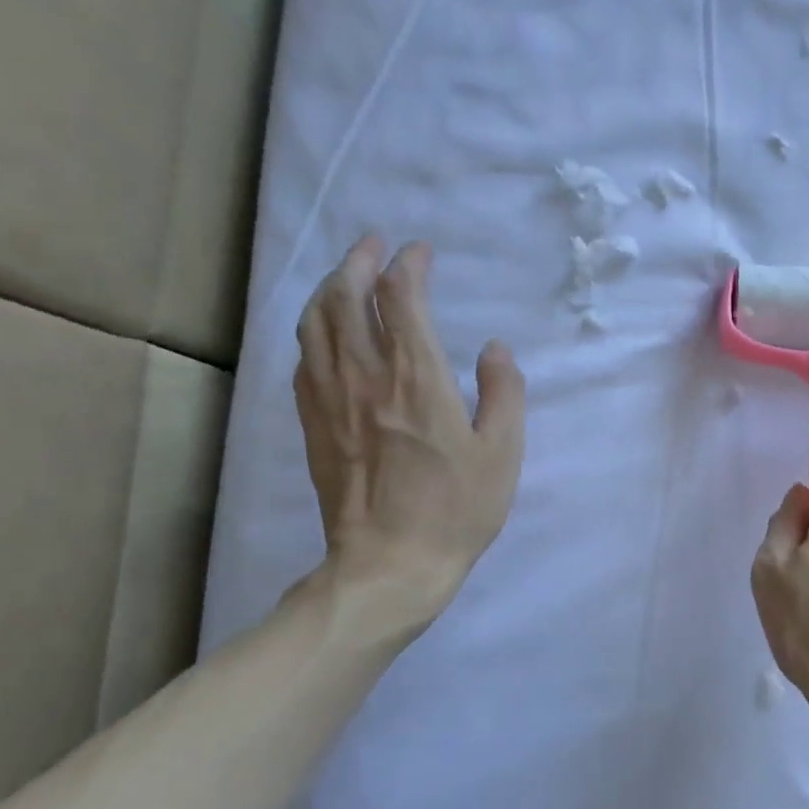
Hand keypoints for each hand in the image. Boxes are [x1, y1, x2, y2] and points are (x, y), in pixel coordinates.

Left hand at [295, 236, 524, 636]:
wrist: (390, 564)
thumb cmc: (456, 510)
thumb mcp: (502, 454)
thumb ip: (504, 393)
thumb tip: (494, 349)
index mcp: (417, 380)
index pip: (401, 299)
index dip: (408, 266)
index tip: (420, 253)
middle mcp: (365, 376)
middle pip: (346, 297)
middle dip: (358, 261)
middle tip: (373, 245)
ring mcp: (330, 399)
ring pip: (315, 322)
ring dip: (329, 288)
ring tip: (345, 276)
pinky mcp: (313, 424)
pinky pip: (303, 359)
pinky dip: (313, 330)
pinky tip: (324, 333)